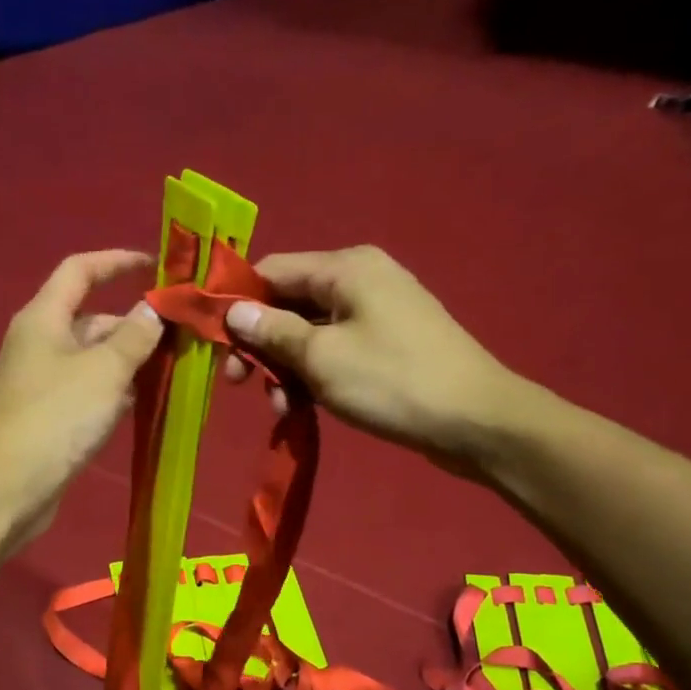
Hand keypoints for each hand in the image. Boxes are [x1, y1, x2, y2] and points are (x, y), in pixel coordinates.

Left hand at [0, 249, 163, 541]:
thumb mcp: (105, 370)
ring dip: (130, 360)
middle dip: (135, 324)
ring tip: (174, 369)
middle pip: (92, 318)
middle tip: (182, 336)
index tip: (156, 267)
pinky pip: (89, 389)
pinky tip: (145, 402)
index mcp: (44, 318)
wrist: (9, 486)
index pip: (80, 270)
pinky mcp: (49, 415)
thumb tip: (154, 310)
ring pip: (94, 358)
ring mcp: (43, 381)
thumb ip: (135, 336)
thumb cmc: (57, 418)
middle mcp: (40, 342)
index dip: (117, 262)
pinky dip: (116, 389)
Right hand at [220, 245, 522, 471]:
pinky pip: (335, 352)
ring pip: (310, 333)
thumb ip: (273, 331)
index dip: (237, 303)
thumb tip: (234, 310)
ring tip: (282, 409)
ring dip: (287, 368)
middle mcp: (361, 280)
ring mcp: (377, 313)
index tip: (214, 344)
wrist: (476, 421)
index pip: (271, 270)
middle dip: (262, 344)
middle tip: (241, 385)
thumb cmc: (393, 381)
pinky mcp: (387, 345)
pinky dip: (314, 376)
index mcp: (345, 268)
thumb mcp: (322, 357)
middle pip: (289, 303)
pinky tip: (304, 408)